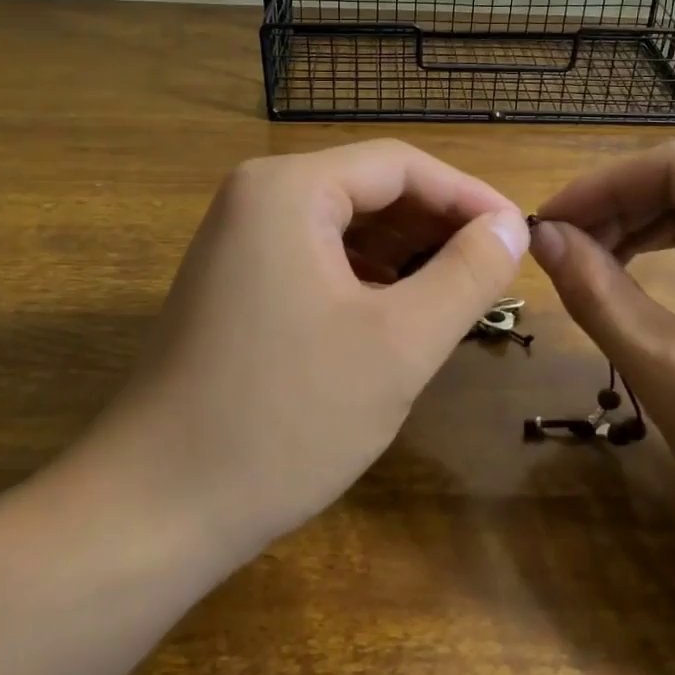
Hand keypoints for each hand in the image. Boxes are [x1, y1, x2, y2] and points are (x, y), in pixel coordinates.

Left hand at [76, 141, 528, 556]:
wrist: (154, 510)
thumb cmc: (284, 419)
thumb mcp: (398, 345)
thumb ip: (466, 275)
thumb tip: (511, 226)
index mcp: (288, 189)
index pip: (400, 165)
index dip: (468, 197)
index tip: (520, 236)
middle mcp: (257, 198)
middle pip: (370, 189)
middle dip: (437, 226)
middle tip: (496, 271)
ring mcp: (239, 242)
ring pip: (346, 226)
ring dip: (407, 253)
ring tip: (459, 293)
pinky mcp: (235, 284)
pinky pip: (318, 259)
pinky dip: (368, 278)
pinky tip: (399, 314)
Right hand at [531, 139, 674, 602]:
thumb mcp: (670, 370)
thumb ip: (597, 293)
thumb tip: (541, 236)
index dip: (599, 187)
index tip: (544, 226)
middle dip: (617, 209)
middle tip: (556, 250)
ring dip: (640, 229)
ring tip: (584, 263)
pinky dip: (674, 253)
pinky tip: (635, 275)